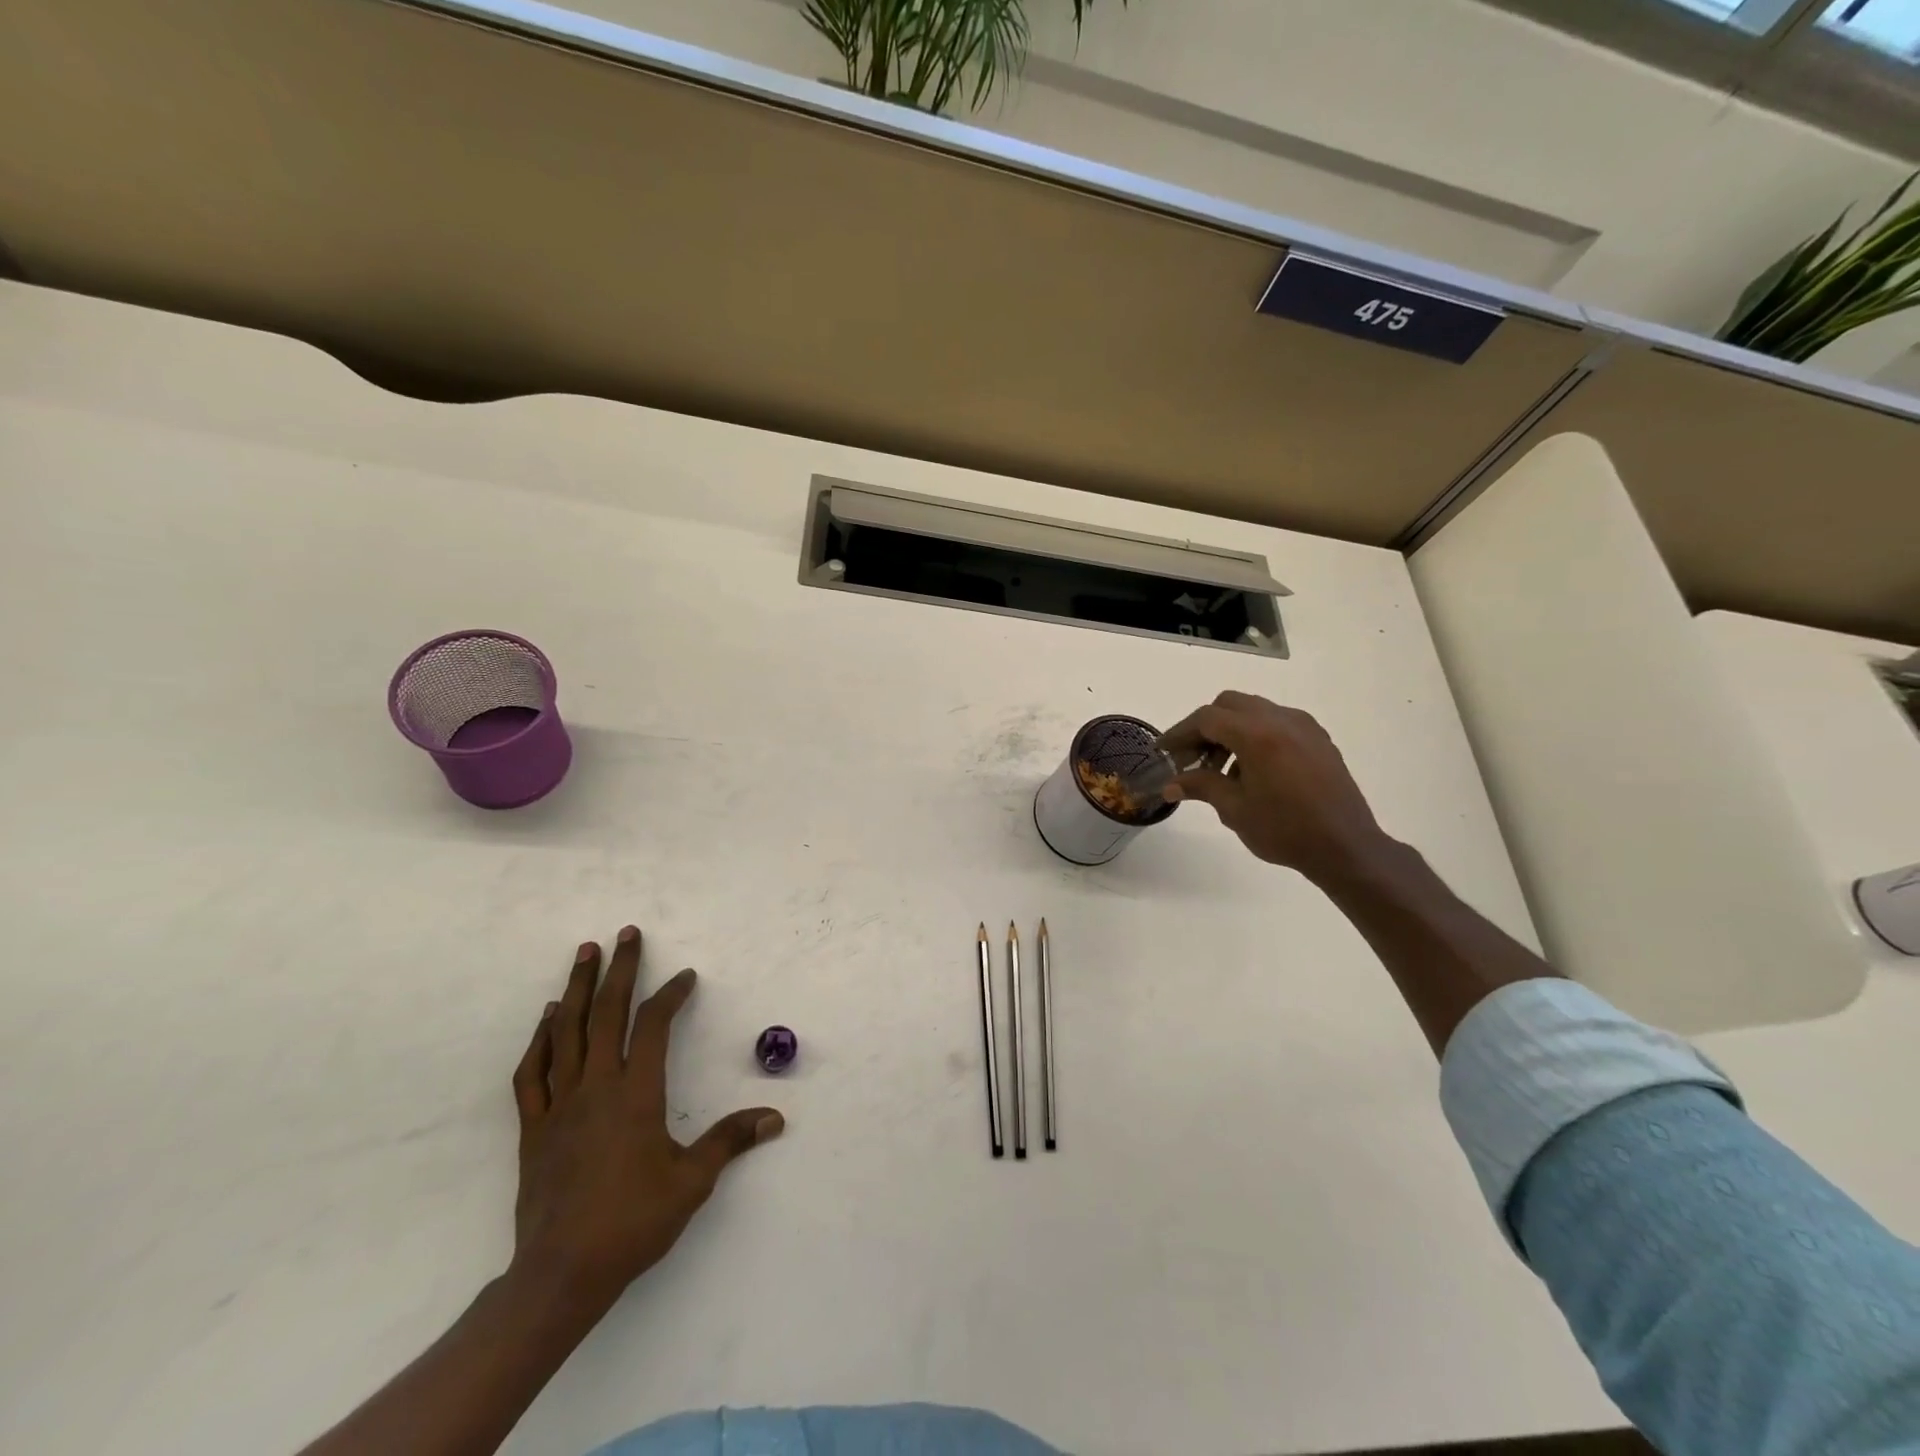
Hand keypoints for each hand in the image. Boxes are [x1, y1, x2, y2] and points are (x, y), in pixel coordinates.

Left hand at [509, 927, 783, 1312]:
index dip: (671, 995)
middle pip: (607, 1014)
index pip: (654, 1027)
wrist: (561, 1274)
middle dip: (619, 969)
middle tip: (626, 933)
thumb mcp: (692, 1182)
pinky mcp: (534, 1128)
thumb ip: (730, 1141)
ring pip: (567, 1032)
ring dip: (577, 989)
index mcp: (636, 1094)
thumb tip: (775, 1118)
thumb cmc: (633, 1222)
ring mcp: (560, 1105)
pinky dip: (541, 1039)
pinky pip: (532, 1073)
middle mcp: (597, 1087)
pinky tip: (548, 1018)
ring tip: (584, 953)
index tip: (685, 977)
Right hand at [1159, 692, 1386, 881]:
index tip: (1164, 751)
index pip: (1207, 718)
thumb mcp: (1234, 809)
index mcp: (1257, 734)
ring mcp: (1303, 726)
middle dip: (1205, 727)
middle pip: (1229, 705)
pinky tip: (1252, 769)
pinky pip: (1277, 722)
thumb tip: (1169, 785)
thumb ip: (1200, 786)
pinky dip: (1256, 735)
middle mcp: (1281, 720)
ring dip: (1230, 731)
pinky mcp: (1318, 739)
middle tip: (1192, 759)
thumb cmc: (1284, 830)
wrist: (1345, 847)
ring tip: (1221, 770)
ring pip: (1254, 711)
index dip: (1180, 732)